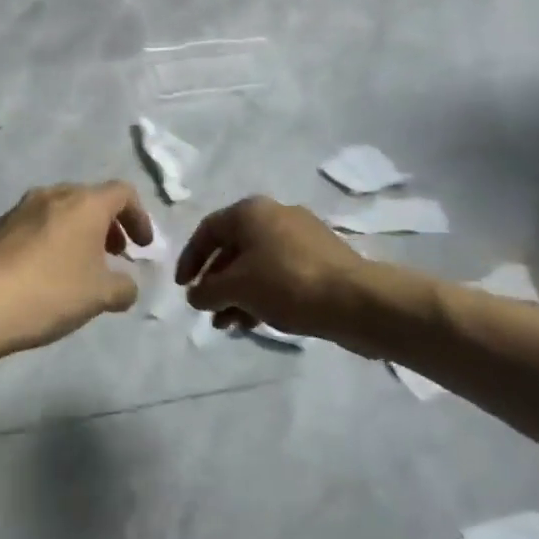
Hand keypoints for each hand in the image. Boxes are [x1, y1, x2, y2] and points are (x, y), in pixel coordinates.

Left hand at [0, 181, 153, 361]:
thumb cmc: (49, 292)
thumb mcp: (100, 295)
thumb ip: (124, 287)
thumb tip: (126, 285)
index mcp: (84, 203)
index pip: (123, 193)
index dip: (139, 217)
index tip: (142, 247)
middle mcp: (52, 195)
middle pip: (90, 199)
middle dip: (109, 225)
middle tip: (116, 254)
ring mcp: (20, 209)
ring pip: (61, 211)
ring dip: (79, 233)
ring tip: (83, 266)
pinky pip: (37, 226)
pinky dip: (54, 240)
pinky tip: (49, 274)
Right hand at [175, 196, 365, 340]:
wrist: (356, 300)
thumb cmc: (286, 284)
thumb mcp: (236, 288)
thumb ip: (206, 290)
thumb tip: (195, 295)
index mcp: (251, 212)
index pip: (207, 231)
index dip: (190, 260)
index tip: (183, 288)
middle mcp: (275, 216)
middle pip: (232, 249)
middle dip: (216, 284)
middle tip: (208, 312)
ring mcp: (301, 237)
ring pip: (257, 265)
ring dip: (237, 295)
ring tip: (229, 325)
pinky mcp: (321, 260)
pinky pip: (279, 274)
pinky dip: (262, 295)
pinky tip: (255, 322)